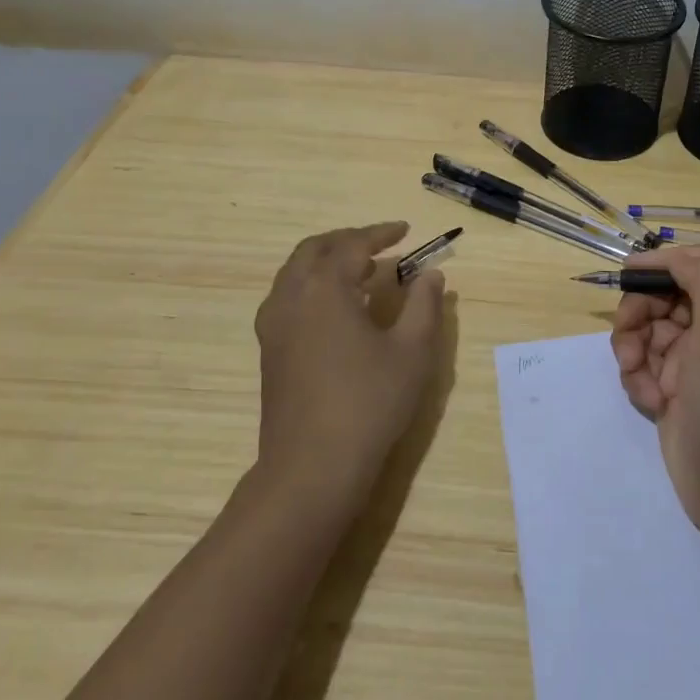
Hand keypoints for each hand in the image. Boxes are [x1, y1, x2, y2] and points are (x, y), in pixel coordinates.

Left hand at [253, 222, 446, 502]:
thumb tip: (430, 275)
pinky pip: (288, 297)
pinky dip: (313, 285)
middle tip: (380, 245)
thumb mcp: (412, 351)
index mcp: (324, 288)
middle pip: (314, 249)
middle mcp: (292, 297)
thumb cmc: (368, 403)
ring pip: (295, 272)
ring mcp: (274, 325)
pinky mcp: (269, 351)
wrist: (311, 468)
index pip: (353, 244)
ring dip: (326, 261)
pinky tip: (337, 309)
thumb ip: (424, 305)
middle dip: (348, 240)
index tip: (406, 230)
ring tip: (361, 272)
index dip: (382, 233)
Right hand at [609, 245, 699, 536]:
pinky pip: (642, 366)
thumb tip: (675, 256)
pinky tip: (650, 402)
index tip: (628, 273)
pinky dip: (638, 379)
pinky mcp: (674, 391)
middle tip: (627, 337)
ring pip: (646, 332)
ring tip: (638, 378)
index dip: (661, 265)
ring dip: (633, 350)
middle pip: (663, 298)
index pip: (696, 267)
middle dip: (639, 315)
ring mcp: (693, 364)